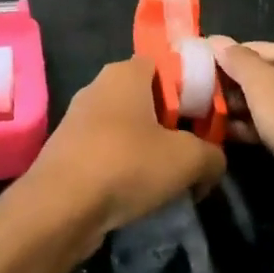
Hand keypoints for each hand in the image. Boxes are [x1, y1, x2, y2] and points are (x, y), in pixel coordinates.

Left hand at [21, 56, 225, 249]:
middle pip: (148, 97)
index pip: (166, 65)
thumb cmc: (127, 164)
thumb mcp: (188, 160)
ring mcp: (78, 118)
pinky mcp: (67, 149)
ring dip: (149, 148)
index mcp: (126, 72)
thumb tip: (213, 161)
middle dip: (172, 123)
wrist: (59, 207)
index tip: (205, 118)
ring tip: (169, 178)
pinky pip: (107, 150)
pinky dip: (124, 166)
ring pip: (127, 126)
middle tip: (193, 151)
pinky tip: (137, 192)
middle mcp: (99, 86)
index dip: (190, 88)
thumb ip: (212, 154)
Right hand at [207, 38, 273, 234]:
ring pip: (266, 104)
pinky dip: (254, 130)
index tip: (188, 77)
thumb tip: (214, 39)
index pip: (252, 49)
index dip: (220, 61)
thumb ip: (239, 62)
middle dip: (227, 89)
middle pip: (260, 75)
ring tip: (200, 122)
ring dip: (237, 112)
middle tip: (190, 102)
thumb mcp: (267, 90)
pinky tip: (227, 138)